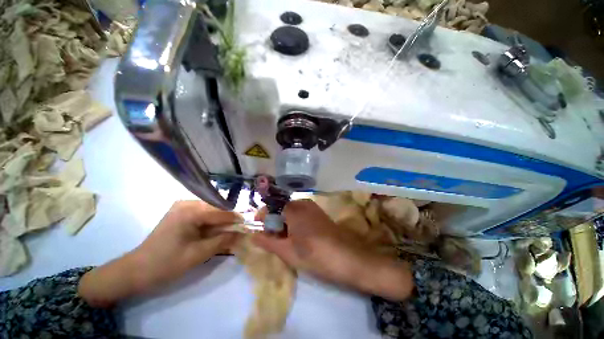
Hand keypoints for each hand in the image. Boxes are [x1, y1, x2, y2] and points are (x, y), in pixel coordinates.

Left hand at [79, 201, 239, 306]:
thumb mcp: (199, 254)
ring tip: (229, 232)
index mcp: (190, 212)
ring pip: (211, 211)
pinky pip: (202, 214)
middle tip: (239, 231)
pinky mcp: (180, 212)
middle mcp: (187, 203)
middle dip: (228, 221)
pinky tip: (214, 231)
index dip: (236, 219)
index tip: (249, 225)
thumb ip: (223, 241)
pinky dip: (211, 222)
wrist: (136, 270)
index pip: (221, 213)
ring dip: (220, 222)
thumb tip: (242, 233)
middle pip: (216, 210)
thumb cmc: (166, 264)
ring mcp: (182, 206)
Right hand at [253, 200, 413, 300]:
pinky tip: (298, 236)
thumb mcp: (287, 251)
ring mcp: (313, 207)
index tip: (259, 229)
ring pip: (292, 211)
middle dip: (275, 222)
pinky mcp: (319, 213)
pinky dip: (295, 222)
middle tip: (274, 239)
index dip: (263, 217)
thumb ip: (268, 241)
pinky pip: (302, 213)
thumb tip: (253, 235)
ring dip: (285, 222)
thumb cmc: (314, 255)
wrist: (346, 258)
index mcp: (293, 209)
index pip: (272, 207)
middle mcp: (303, 203)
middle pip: (282, 208)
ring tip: (285, 240)